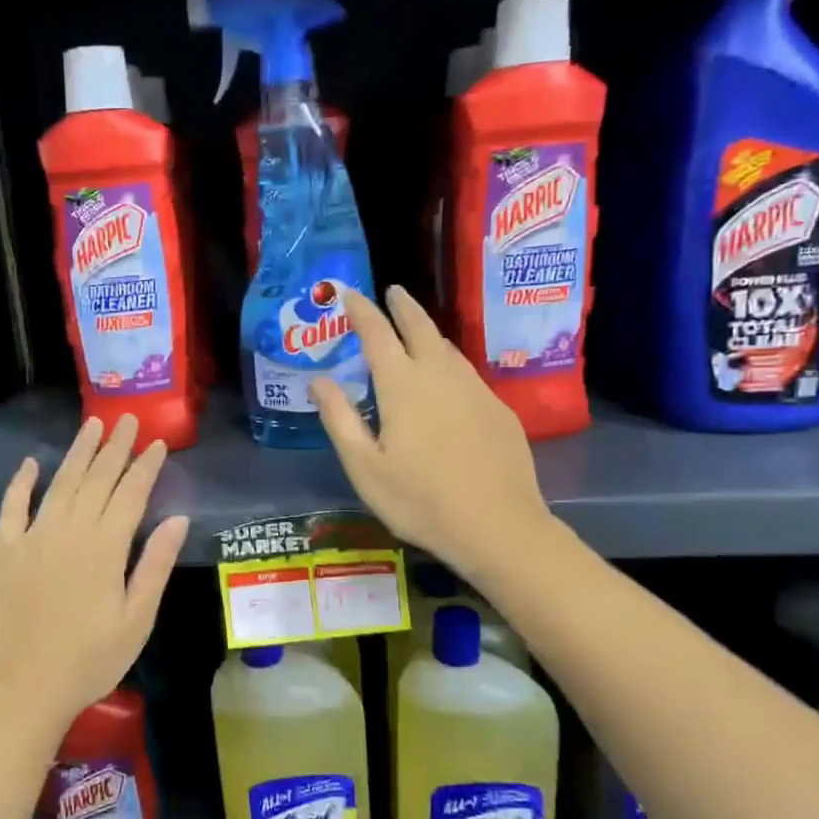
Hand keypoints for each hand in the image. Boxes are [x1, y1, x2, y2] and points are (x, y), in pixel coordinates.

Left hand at [0, 415, 188, 742]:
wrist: (24, 689)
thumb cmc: (90, 660)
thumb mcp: (137, 619)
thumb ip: (155, 565)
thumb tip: (178, 519)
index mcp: (105, 547)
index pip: (130, 493)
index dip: (145, 466)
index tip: (157, 442)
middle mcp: (69, 531)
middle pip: (97, 479)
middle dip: (115, 447)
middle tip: (127, 419)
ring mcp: (33, 538)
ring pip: (60, 484)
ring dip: (78, 453)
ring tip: (92, 426)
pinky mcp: (6, 551)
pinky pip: (12, 508)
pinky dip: (22, 483)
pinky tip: (32, 463)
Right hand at [310, 286, 549, 581]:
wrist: (498, 527)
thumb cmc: (419, 500)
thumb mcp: (364, 466)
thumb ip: (339, 418)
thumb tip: (318, 381)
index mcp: (402, 385)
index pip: (377, 333)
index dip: (361, 310)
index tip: (349, 293)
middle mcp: (440, 375)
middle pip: (420, 327)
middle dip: (403, 306)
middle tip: (392, 292)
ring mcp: (476, 390)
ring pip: (448, 348)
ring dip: (428, 333)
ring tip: (416, 332)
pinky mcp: (499, 410)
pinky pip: (468, 374)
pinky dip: (450, 363)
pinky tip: (448, 381)